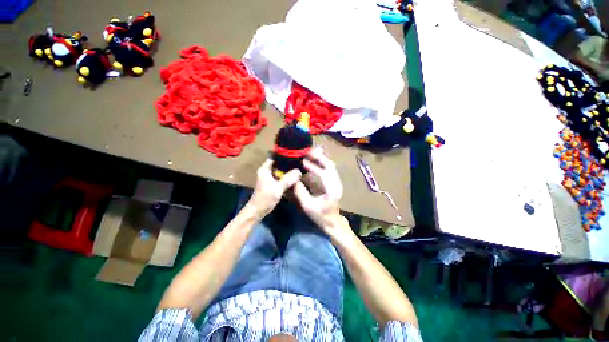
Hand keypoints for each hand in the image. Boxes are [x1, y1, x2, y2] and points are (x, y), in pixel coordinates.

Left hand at [247, 159, 300, 218]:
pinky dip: (286, 175)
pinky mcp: (271, 182)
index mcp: (265, 169)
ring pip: (279, 170)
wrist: (258, 210)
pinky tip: (294, 176)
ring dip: (287, 169)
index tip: (293, 154)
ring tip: (298, 167)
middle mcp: (266, 171)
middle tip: (298, 161)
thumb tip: (299, 171)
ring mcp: (269, 177)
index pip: (274, 156)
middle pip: (278, 163)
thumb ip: (288, 179)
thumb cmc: (266, 198)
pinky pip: (280, 176)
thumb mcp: (278, 188)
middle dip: (287, 162)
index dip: (283, 154)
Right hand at [294, 149, 349, 238]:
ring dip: (322, 159)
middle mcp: (337, 185)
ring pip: (331, 166)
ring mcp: (338, 183)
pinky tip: (315, 162)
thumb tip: (294, 178)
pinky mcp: (336, 183)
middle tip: (308, 152)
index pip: (324, 174)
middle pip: (330, 166)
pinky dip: (323, 164)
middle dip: (320, 157)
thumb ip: (300, 192)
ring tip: (311, 155)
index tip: (303, 161)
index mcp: (332, 191)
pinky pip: (330, 170)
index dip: (313, 166)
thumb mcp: (307, 206)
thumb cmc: (320, 216)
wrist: (332, 222)